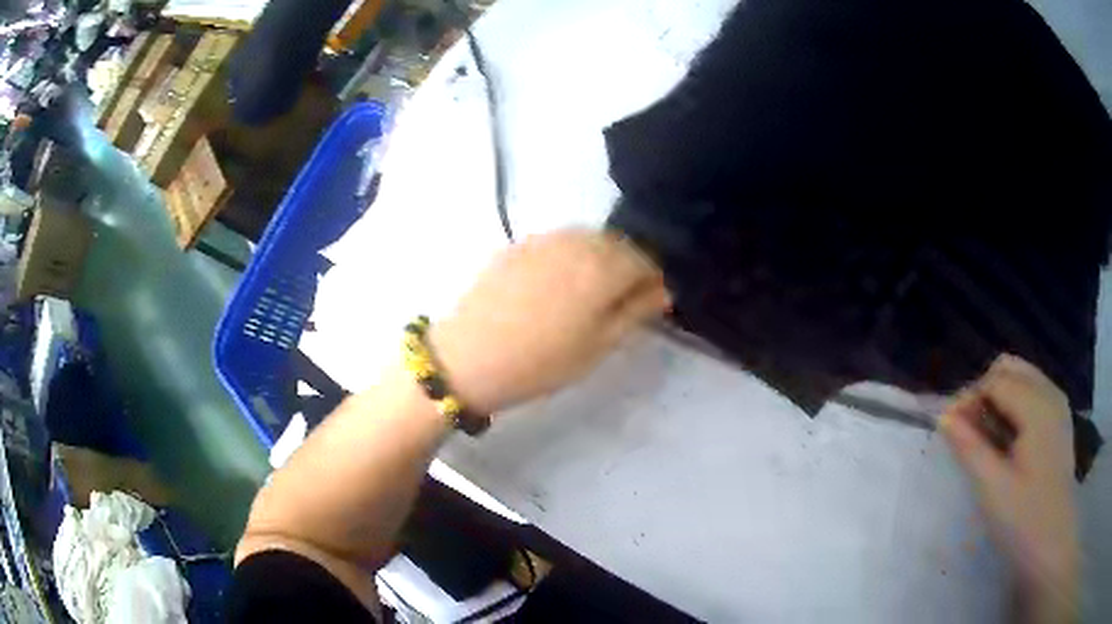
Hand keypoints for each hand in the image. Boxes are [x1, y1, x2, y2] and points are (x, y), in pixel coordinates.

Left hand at [429, 229, 669, 413]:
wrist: (468, 356)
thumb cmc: (541, 362)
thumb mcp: (598, 346)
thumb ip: (634, 311)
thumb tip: (662, 290)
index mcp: (603, 267)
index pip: (645, 260)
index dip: (652, 280)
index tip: (648, 303)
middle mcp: (577, 242)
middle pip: (617, 244)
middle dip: (626, 266)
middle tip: (618, 300)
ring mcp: (544, 239)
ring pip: (587, 239)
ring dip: (598, 258)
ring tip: (587, 292)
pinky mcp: (517, 245)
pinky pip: (558, 242)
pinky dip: (569, 256)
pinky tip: (555, 283)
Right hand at [941, 355, 1078, 621]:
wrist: (1052, 546)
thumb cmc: (1024, 521)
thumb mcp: (992, 489)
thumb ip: (969, 448)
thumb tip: (944, 416)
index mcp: (1037, 406)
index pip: (995, 380)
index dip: (968, 399)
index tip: (949, 431)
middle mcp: (1050, 393)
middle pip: (1010, 368)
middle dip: (983, 392)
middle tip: (967, 433)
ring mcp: (1058, 407)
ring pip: (1022, 379)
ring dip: (999, 400)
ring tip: (985, 440)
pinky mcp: (1059, 423)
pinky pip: (1033, 396)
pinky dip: (1014, 408)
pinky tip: (1007, 443)